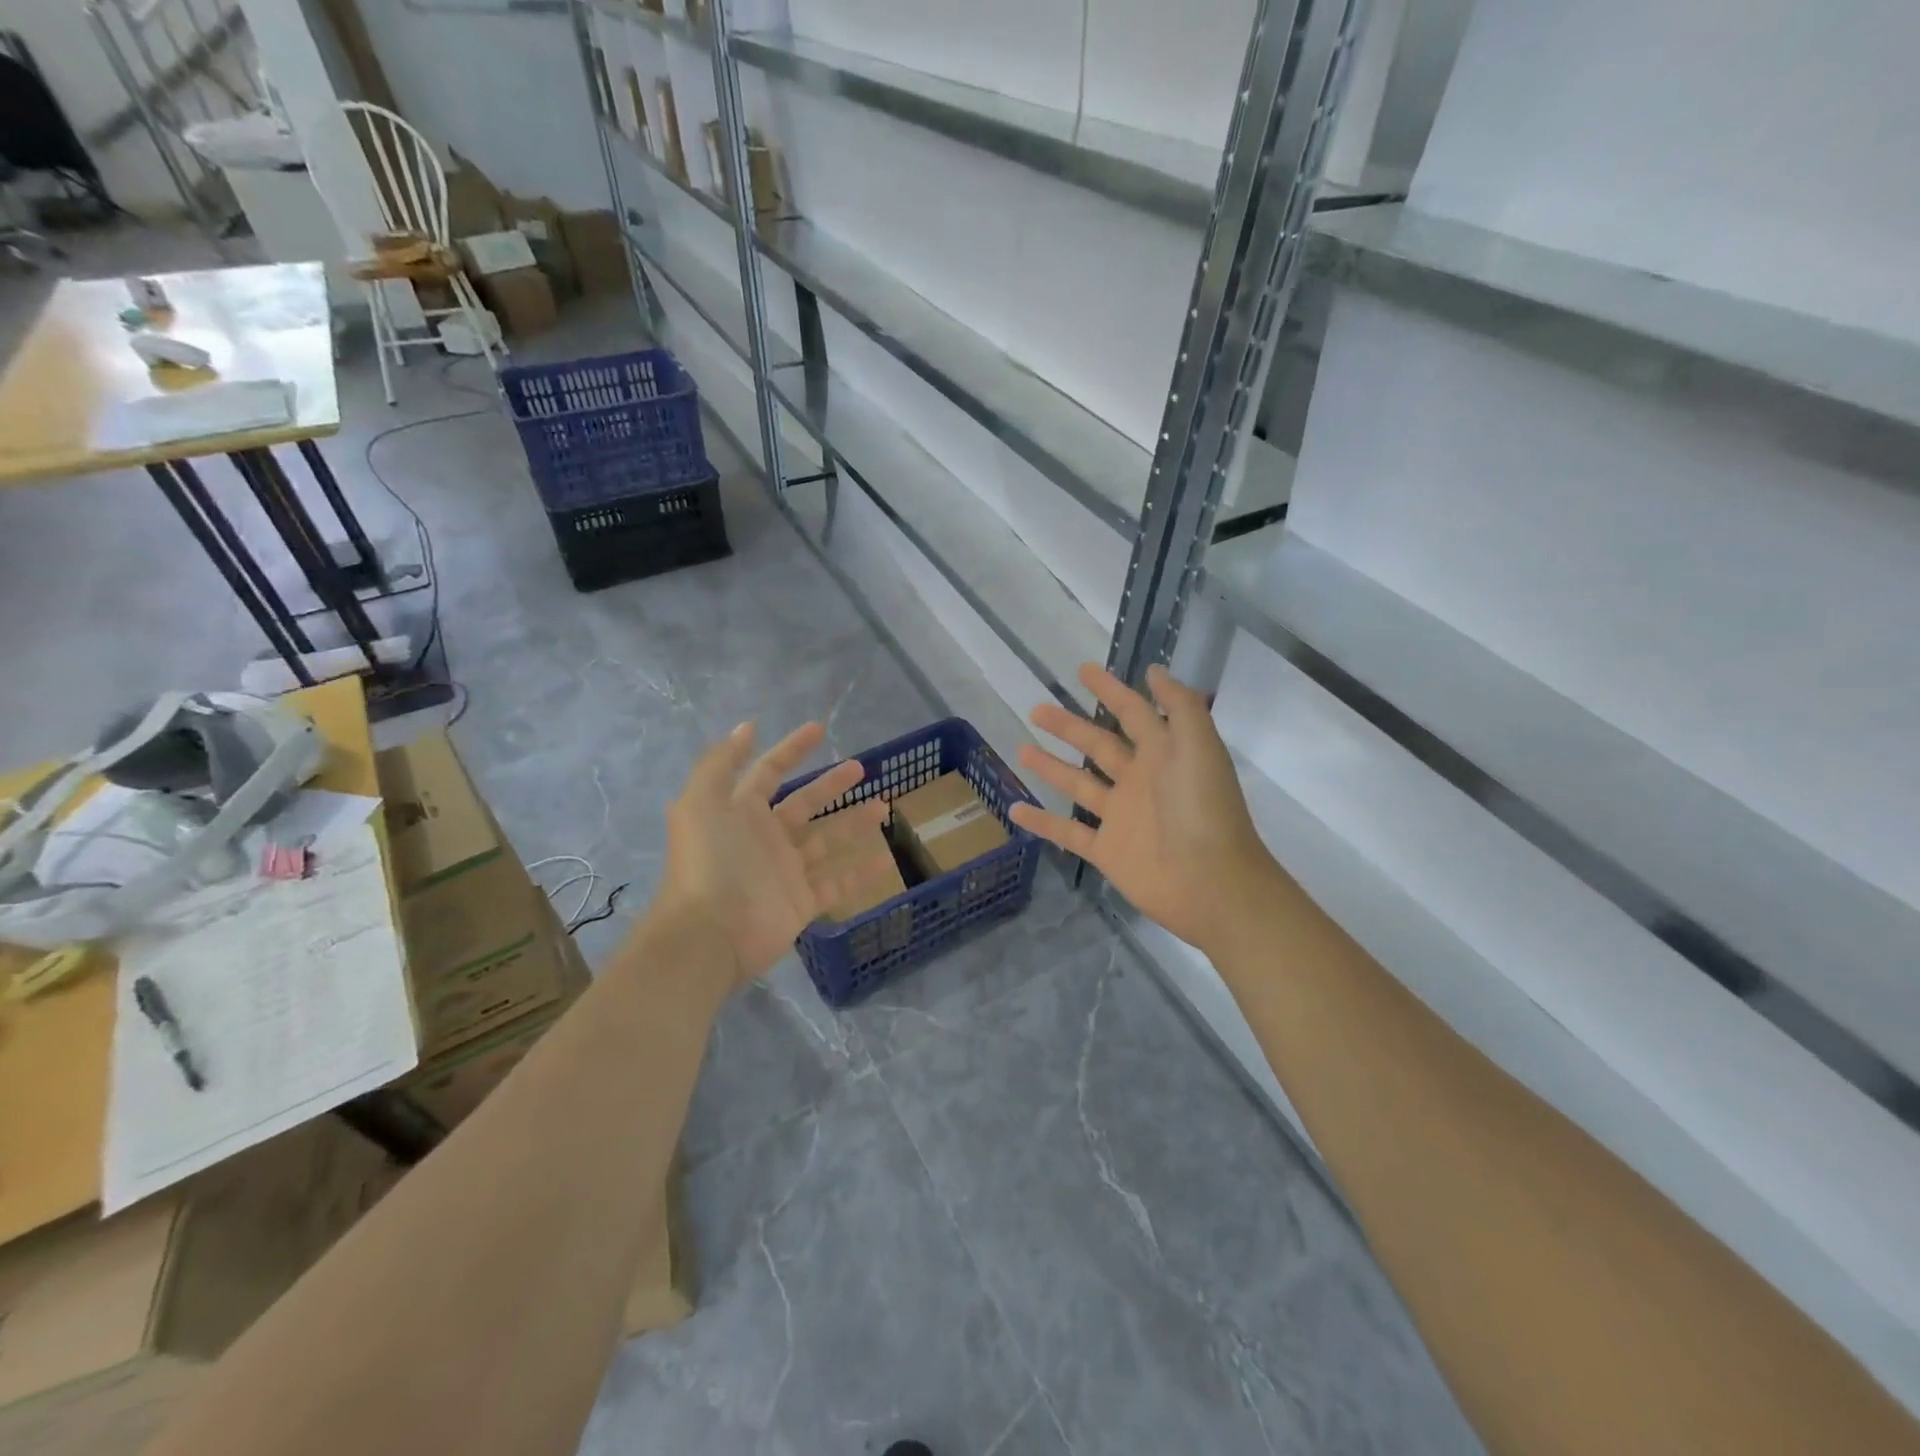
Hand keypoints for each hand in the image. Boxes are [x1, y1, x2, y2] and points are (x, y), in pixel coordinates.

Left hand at [650, 721, 889, 998]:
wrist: (710, 934)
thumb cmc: (709, 862)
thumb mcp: (701, 802)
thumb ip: (721, 762)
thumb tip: (746, 727)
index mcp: (740, 812)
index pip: (769, 772)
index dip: (791, 749)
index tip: (819, 729)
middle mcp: (764, 838)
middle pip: (804, 803)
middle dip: (830, 784)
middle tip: (861, 767)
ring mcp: (785, 871)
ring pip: (826, 841)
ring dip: (854, 823)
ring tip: (884, 806)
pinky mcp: (802, 902)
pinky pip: (837, 883)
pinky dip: (861, 872)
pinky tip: (887, 859)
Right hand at [1010, 663, 1278, 957]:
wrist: (1211, 883)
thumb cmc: (1204, 809)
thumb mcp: (1200, 745)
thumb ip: (1180, 705)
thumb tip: (1153, 671)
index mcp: (1163, 754)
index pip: (1132, 712)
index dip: (1110, 690)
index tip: (1083, 670)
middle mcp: (1139, 780)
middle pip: (1098, 745)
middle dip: (1069, 726)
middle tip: (1037, 709)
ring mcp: (1121, 817)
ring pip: (1079, 784)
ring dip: (1051, 766)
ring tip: (1021, 748)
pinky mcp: (1106, 850)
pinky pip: (1067, 832)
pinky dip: (1042, 822)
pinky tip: (1015, 808)